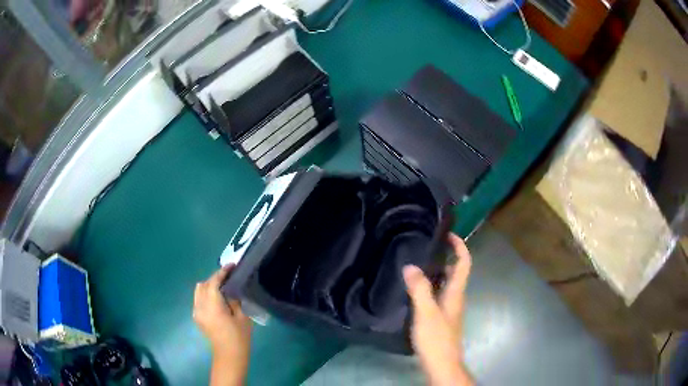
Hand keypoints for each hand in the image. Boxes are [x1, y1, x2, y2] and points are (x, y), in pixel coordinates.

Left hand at [193, 265, 251, 381]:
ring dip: (209, 285)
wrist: (229, 356)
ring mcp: (196, 312)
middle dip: (215, 278)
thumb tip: (230, 290)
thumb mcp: (242, 317)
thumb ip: (234, 300)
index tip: (231, 266)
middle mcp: (200, 306)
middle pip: (203, 285)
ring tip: (222, 286)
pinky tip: (217, 298)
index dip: (221, 272)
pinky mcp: (197, 317)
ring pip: (199, 291)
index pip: (213, 282)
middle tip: (229, 277)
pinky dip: (206, 293)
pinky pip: (199, 299)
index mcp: (212, 306)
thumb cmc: (238, 338)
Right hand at [403, 233, 472, 385]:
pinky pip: (437, 295)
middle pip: (455, 272)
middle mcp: (455, 298)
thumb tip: (411, 266)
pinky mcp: (441, 318)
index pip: (463, 263)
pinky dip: (429, 287)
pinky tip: (413, 291)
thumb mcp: (426, 313)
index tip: (449, 234)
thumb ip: (419, 289)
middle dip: (444, 257)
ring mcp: (449, 309)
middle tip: (425, 247)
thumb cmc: (437, 338)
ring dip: (435, 272)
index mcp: (456, 293)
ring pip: (445, 284)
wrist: (441, 364)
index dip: (460, 247)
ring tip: (415, 265)